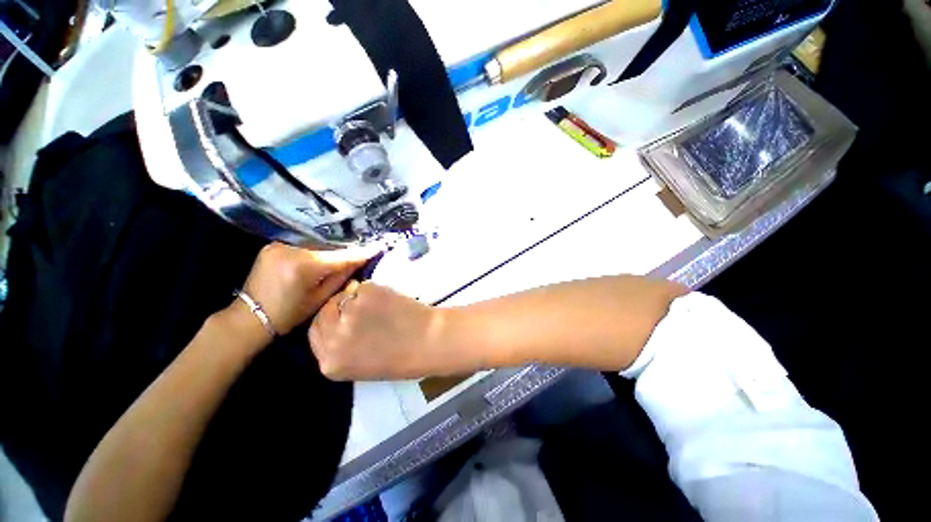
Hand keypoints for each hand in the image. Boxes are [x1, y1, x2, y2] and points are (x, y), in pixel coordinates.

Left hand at [237, 243, 377, 335]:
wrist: (249, 317)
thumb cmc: (288, 314)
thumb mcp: (321, 298)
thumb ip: (341, 276)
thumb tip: (359, 260)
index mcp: (303, 266)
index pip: (340, 256)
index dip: (361, 252)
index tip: (379, 247)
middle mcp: (290, 249)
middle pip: (329, 248)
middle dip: (346, 251)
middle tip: (363, 252)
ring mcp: (279, 245)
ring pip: (317, 245)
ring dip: (332, 250)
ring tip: (346, 254)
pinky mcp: (273, 245)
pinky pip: (304, 245)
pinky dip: (317, 250)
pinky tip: (325, 255)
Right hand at [310, 281, 458, 380]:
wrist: (430, 342)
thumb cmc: (402, 358)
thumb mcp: (361, 365)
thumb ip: (341, 348)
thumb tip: (335, 322)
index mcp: (330, 363)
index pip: (314, 334)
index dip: (328, 322)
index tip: (339, 317)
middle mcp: (333, 340)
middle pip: (322, 313)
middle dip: (337, 308)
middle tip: (357, 306)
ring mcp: (349, 313)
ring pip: (342, 296)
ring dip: (356, 297)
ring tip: (377, 305)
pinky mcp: (366, 294)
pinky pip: (362, 287)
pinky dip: (372, 290)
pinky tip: (387, 300)